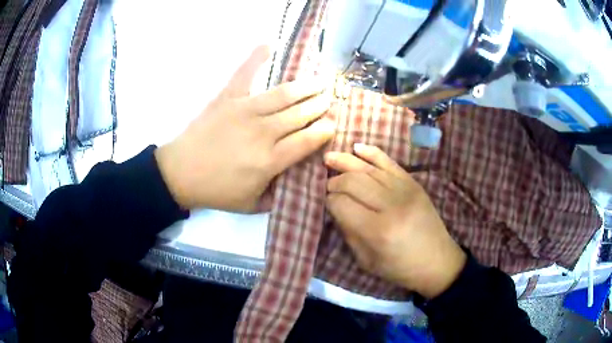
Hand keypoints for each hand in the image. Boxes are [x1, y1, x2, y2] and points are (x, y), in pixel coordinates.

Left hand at [155, 46, 334, 211]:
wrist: (180, 173)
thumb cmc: (216, 191)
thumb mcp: (251, 205)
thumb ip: (278, 196)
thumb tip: (297, 182)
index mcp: (270, 160)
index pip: (308, 140)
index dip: (324, 130)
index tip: (333, 124)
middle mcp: (263, 132)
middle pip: (300, 114)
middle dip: (320, 105)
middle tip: (330, 98)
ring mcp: (244, 111)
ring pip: (283, 94)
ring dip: (306, 86)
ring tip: (320, 80)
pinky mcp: (227, 98)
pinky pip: (244, 74)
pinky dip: (256, 58)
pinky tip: (269, 44)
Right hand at [325, 144, 465, 298]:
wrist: (437, 261)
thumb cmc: (400, 268)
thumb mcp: (366, 261)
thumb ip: (348, 232)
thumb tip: (335, 208)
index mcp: (378, 230)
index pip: (342, 204)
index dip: (328, 201)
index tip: (324, 202)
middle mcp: (391, 205)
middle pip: (353, 181)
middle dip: (334, 181)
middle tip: (326, 185)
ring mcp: (405, 190)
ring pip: (368, 168)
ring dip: (346, 162)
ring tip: (329, 158)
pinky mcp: (413, 183)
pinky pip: (389, 162)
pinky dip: (371, 152)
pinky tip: (356, 147)